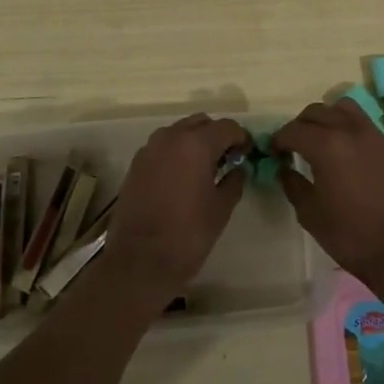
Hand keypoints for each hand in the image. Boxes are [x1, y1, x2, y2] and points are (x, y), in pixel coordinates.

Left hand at [102, 114, 248, 304]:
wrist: (140, 261)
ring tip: (205, 167)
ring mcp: (150, 149)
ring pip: (179, 131)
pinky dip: (176, 151)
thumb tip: (238, 168)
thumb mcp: (221, 208)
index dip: (241, 138)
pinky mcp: (136, 163)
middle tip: (228, 158)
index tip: (247, 153)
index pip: (227, 127)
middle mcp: (171, 137)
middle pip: (201, 122)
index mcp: (196, 144)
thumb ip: (234, 181)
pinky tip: (182, 176)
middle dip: (217, 135)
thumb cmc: (188, 235)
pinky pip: (162, 146)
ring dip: (195, 140)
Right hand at [272, 101, 383, 294]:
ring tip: (323, 141)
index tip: (274, 151)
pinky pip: (367, 128)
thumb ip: (293, 185)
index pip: (294, 130)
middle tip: (294, 146)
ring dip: (328, 118)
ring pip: (346, 109)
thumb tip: (285, 169)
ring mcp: (377, 137)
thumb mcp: (311, 215)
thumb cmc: (351, 237)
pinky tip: (351, 157)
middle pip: (318, 112)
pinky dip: (352, 132)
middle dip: (301, 125)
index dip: (279, 139)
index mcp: (327, 146)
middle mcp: (352, 131)